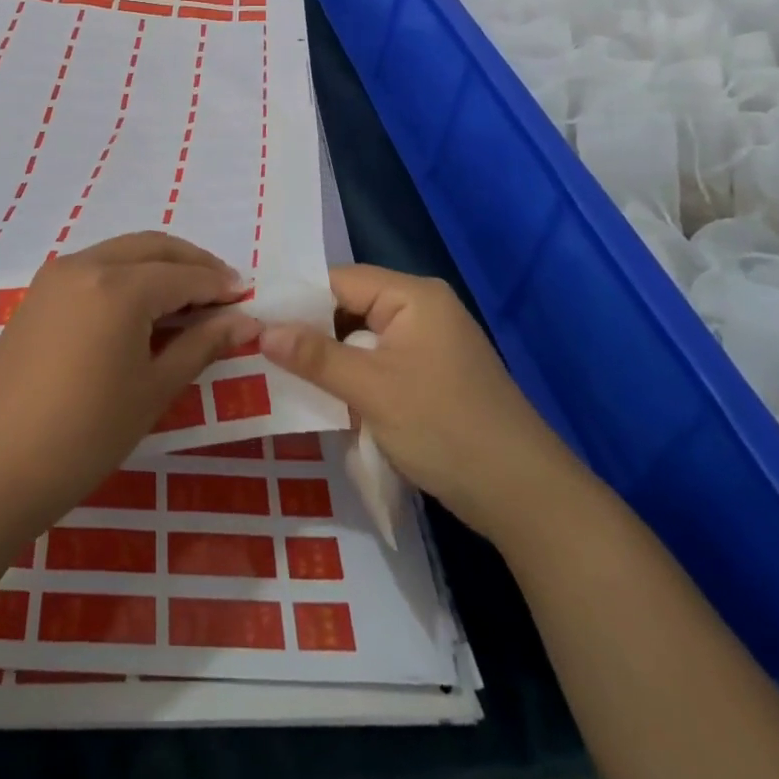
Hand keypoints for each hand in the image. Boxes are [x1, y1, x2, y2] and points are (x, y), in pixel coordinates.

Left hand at [0, 232, 257, 535]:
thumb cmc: (83, 435)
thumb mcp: (152, 391)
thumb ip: (201, 346)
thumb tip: (244, 322)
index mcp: (119, 286)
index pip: (184, 276)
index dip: (220, 286)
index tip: (248, 298)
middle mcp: (87, 263)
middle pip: (154, 247)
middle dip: (193, 263)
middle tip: (224, 290)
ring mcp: (57, 274)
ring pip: (123, 251)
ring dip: (160, 265)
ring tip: (188, 300)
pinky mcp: (39, 292)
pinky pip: (96, 265)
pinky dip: (128, 274)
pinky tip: (142, 306)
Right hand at [259, 265, 582, 539]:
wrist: (525, 497)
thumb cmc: (445, 428)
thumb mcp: (372, 390)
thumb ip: (315, 356)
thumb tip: (260, 330)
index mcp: (413, 296)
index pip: (339, 280)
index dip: (296, 299)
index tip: (253, 320)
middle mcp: (421, 309)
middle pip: (349, 307)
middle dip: (310, 331)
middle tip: (259, 350)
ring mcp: (429, 344)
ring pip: (361, 338)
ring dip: (330, 359)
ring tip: (280, 373)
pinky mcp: (431, 376)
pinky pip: (379, 362)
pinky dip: (353, 377)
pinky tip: (323, 396)